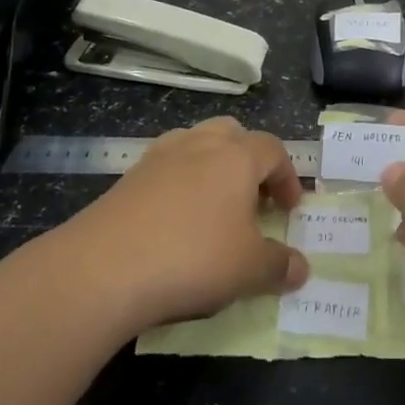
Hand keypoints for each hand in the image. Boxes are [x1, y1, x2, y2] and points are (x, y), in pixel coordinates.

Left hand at [81, 116, 308, 329]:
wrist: (103, 268)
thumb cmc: (192, 258)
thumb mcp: (249, 270)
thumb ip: (280, 266)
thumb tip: (302, 269)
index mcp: (236, 157)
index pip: (273, 150)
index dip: (287, 177)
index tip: (289, 209)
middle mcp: (199, 144)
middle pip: (233, 134)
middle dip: (249, 160)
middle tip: (253, 199)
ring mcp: (158, 158)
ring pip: (195, 144)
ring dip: (212, 167)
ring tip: (214, 207)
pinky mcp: (127, 179)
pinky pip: (165, 169)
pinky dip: (179, 185)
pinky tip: (175, 221)